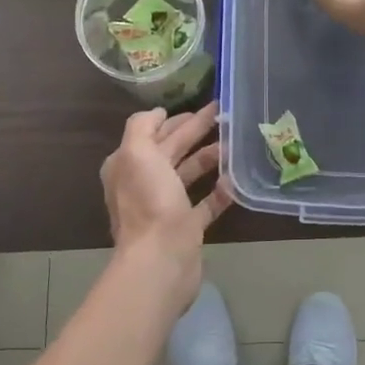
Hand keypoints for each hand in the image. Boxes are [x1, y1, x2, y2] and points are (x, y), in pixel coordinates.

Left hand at [101, 102, 233, 304]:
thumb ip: (142, 126)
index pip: (153, 133)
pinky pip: (206, 203)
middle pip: (173, 150)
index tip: (202, 105)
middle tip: (225, 115)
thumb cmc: (149, 202)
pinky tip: (236, 179)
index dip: (175, 118)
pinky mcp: (186, 227)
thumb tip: (159, 113)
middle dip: (196, 131)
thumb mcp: (136, 152)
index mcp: (128, 165)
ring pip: (189, 174)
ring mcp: (165, 206)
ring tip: (234, 144)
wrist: (161, 259)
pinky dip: (220, 191)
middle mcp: (144, 183)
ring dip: (209, 157)